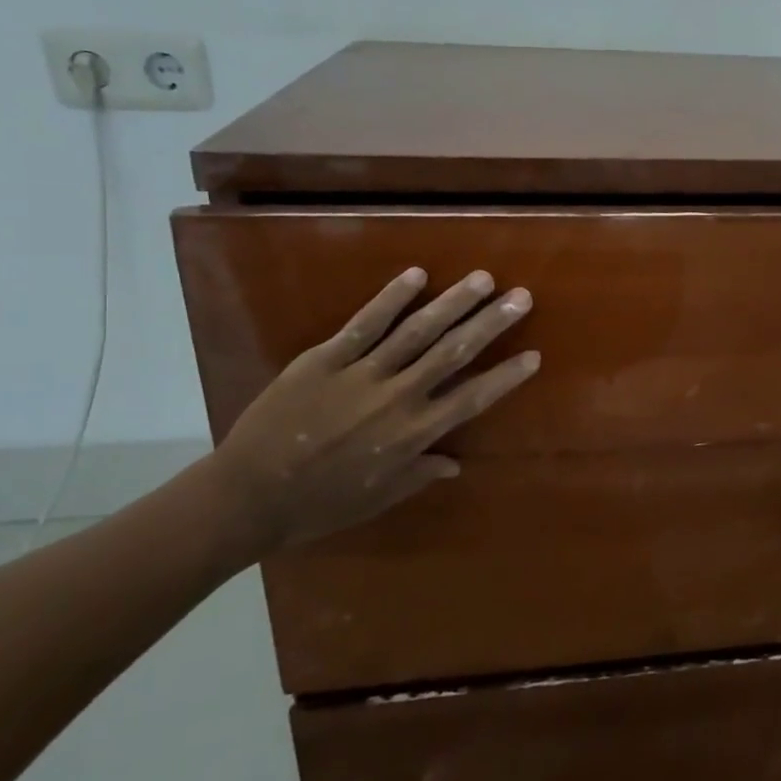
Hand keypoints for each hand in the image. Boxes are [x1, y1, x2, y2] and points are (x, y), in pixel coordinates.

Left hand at [209, 268, 539, 555]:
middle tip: (520, 297)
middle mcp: (397, 398)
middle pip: (453, 353)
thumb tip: (455, 463)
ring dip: (452, 303)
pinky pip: (365, 324)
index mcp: (413, 435)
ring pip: (416, 331)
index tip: (533, 354)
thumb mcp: (377, 499)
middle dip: (490, 323)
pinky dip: (391, 298)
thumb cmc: (318, 505)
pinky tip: (416, 275)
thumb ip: (418, 475)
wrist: (247, 495)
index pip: (472, 398)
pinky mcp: (325, 358)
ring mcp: (361, 374)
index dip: (505, 376)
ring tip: (482, 279)